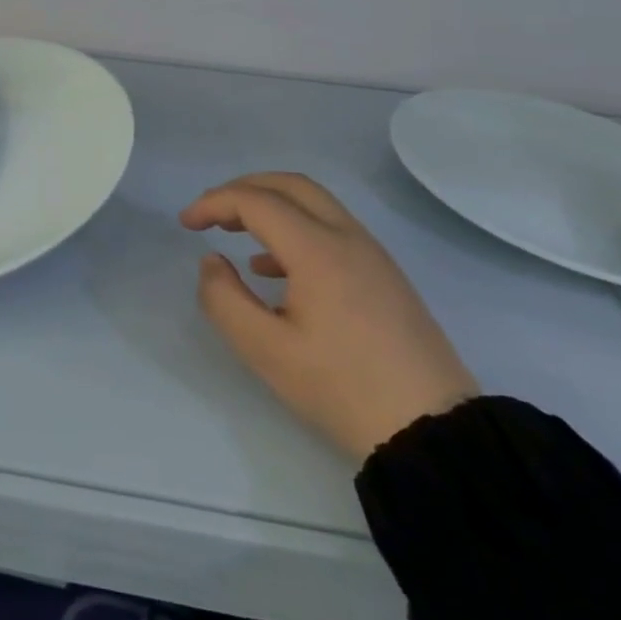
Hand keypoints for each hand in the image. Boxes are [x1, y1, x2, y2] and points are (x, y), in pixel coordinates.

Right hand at [183, 173, 477, 462]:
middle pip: (289, 185)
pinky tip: (274, 269)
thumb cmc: (342, 389)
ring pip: (314, 203)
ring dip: (270, 205)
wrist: (435, 434)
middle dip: (242, 189)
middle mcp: (347, 237)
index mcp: (318, 249)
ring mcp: (372, 255)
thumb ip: (224, 299)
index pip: (255, 200)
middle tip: (210, 213)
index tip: (185, 224)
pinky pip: (331, 228)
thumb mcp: (266, 351)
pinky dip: (295, 227)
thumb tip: (212, 262)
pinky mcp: (385, 275)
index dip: (213, 203)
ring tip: (235, 234)